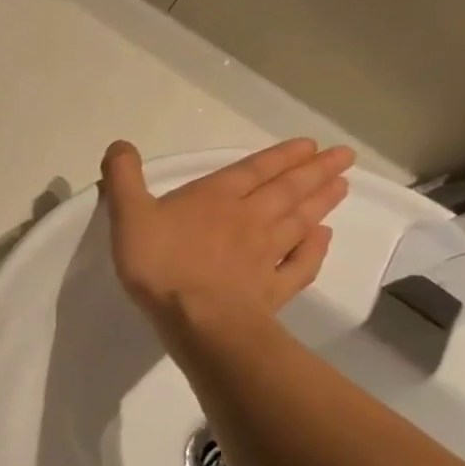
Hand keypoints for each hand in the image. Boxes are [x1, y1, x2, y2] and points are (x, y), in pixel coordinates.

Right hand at [100, 139, 354, 329]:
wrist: (198, 320)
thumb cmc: (161, 262)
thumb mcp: (128, 214)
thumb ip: (123, 177)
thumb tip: (121, 144)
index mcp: (214, 198)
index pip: (252, 170)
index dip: (280, 156)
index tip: (310, 144)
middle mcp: (248, 219)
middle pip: (286, 191)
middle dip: (313, 172)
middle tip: (343, 156)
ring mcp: (265, 255)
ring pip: (299, 222)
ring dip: (321, 202)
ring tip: (342, 185)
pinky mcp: (272, 289)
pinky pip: (300, 264)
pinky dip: (315, 249)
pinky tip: (324, 238)